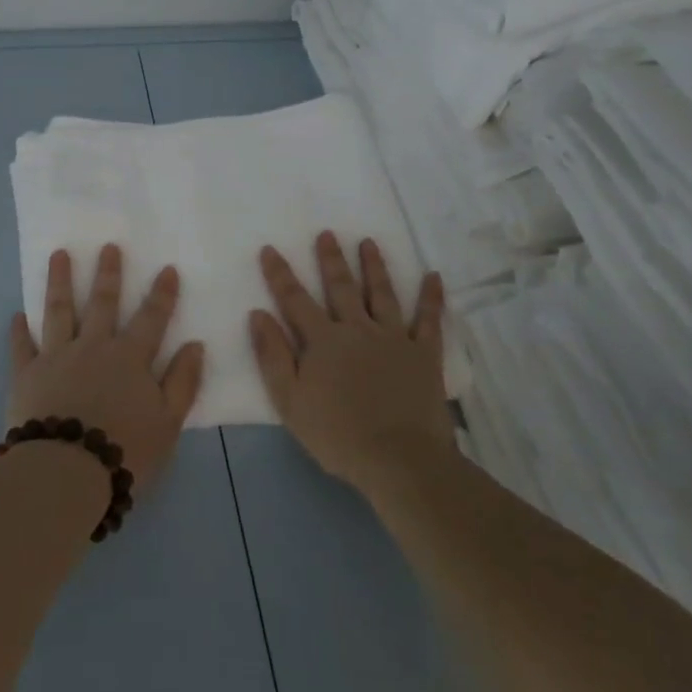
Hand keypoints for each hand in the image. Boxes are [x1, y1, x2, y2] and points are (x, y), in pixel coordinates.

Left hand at [8, 244, 205, 493]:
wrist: (64, 474)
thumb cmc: (124, 451)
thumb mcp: (168, 423)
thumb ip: (182, 382)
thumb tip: (195, 344)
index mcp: (130, 359)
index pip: (151, 318)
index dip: (162, 294)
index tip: (167, 268)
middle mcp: (93, 348)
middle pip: (102, 303)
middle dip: (108, 274)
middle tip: (108, 246)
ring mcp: (56, 358)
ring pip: (58, 310)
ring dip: (59, 281)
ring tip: (59, 255)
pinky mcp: (26, 376)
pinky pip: (22, 347)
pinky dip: (19, 331)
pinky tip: (17, 315)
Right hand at [250, 232, 452, 496]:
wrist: (399, 459)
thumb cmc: (337, 434)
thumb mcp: (289, 401)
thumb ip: (272, 355)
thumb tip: (258, 314)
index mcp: (323, 340)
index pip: (295, 299)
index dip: (280, 274)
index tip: (270, 249)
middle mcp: (358, 328)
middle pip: (341, 287)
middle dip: (331, 259)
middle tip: (327, 233)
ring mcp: (394, 338)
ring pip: (383, 293)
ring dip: (374, 266)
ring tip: (368, 242)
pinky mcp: (425, 353)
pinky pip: (430, 319)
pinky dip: (432, 297)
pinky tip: (434, 276)